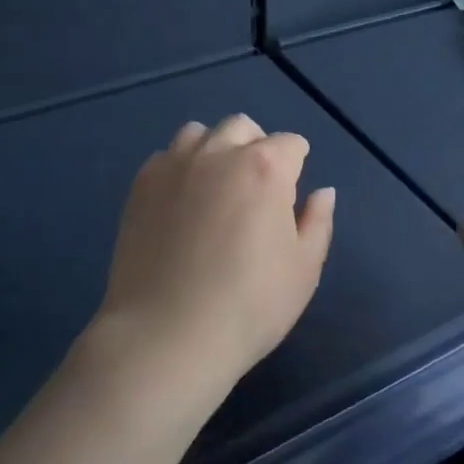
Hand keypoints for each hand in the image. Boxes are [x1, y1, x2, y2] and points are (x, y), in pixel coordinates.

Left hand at [92, 115, 335, 409]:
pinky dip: (180, 168)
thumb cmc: (249, 306)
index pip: (290, 144)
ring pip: (199, 133)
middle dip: (256, 147)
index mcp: (265, 168)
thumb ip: (318, 222)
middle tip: (256, 190)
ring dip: (214, 149)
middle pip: (243, 128)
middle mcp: (219, 153)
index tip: (290, 195)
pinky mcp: (141, 185)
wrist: (166, 336)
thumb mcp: (304, 269)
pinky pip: (166, 156)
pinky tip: (181, 204)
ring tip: (215, 188)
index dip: (296, 165)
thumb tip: (322, 191)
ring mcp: (174, 166)